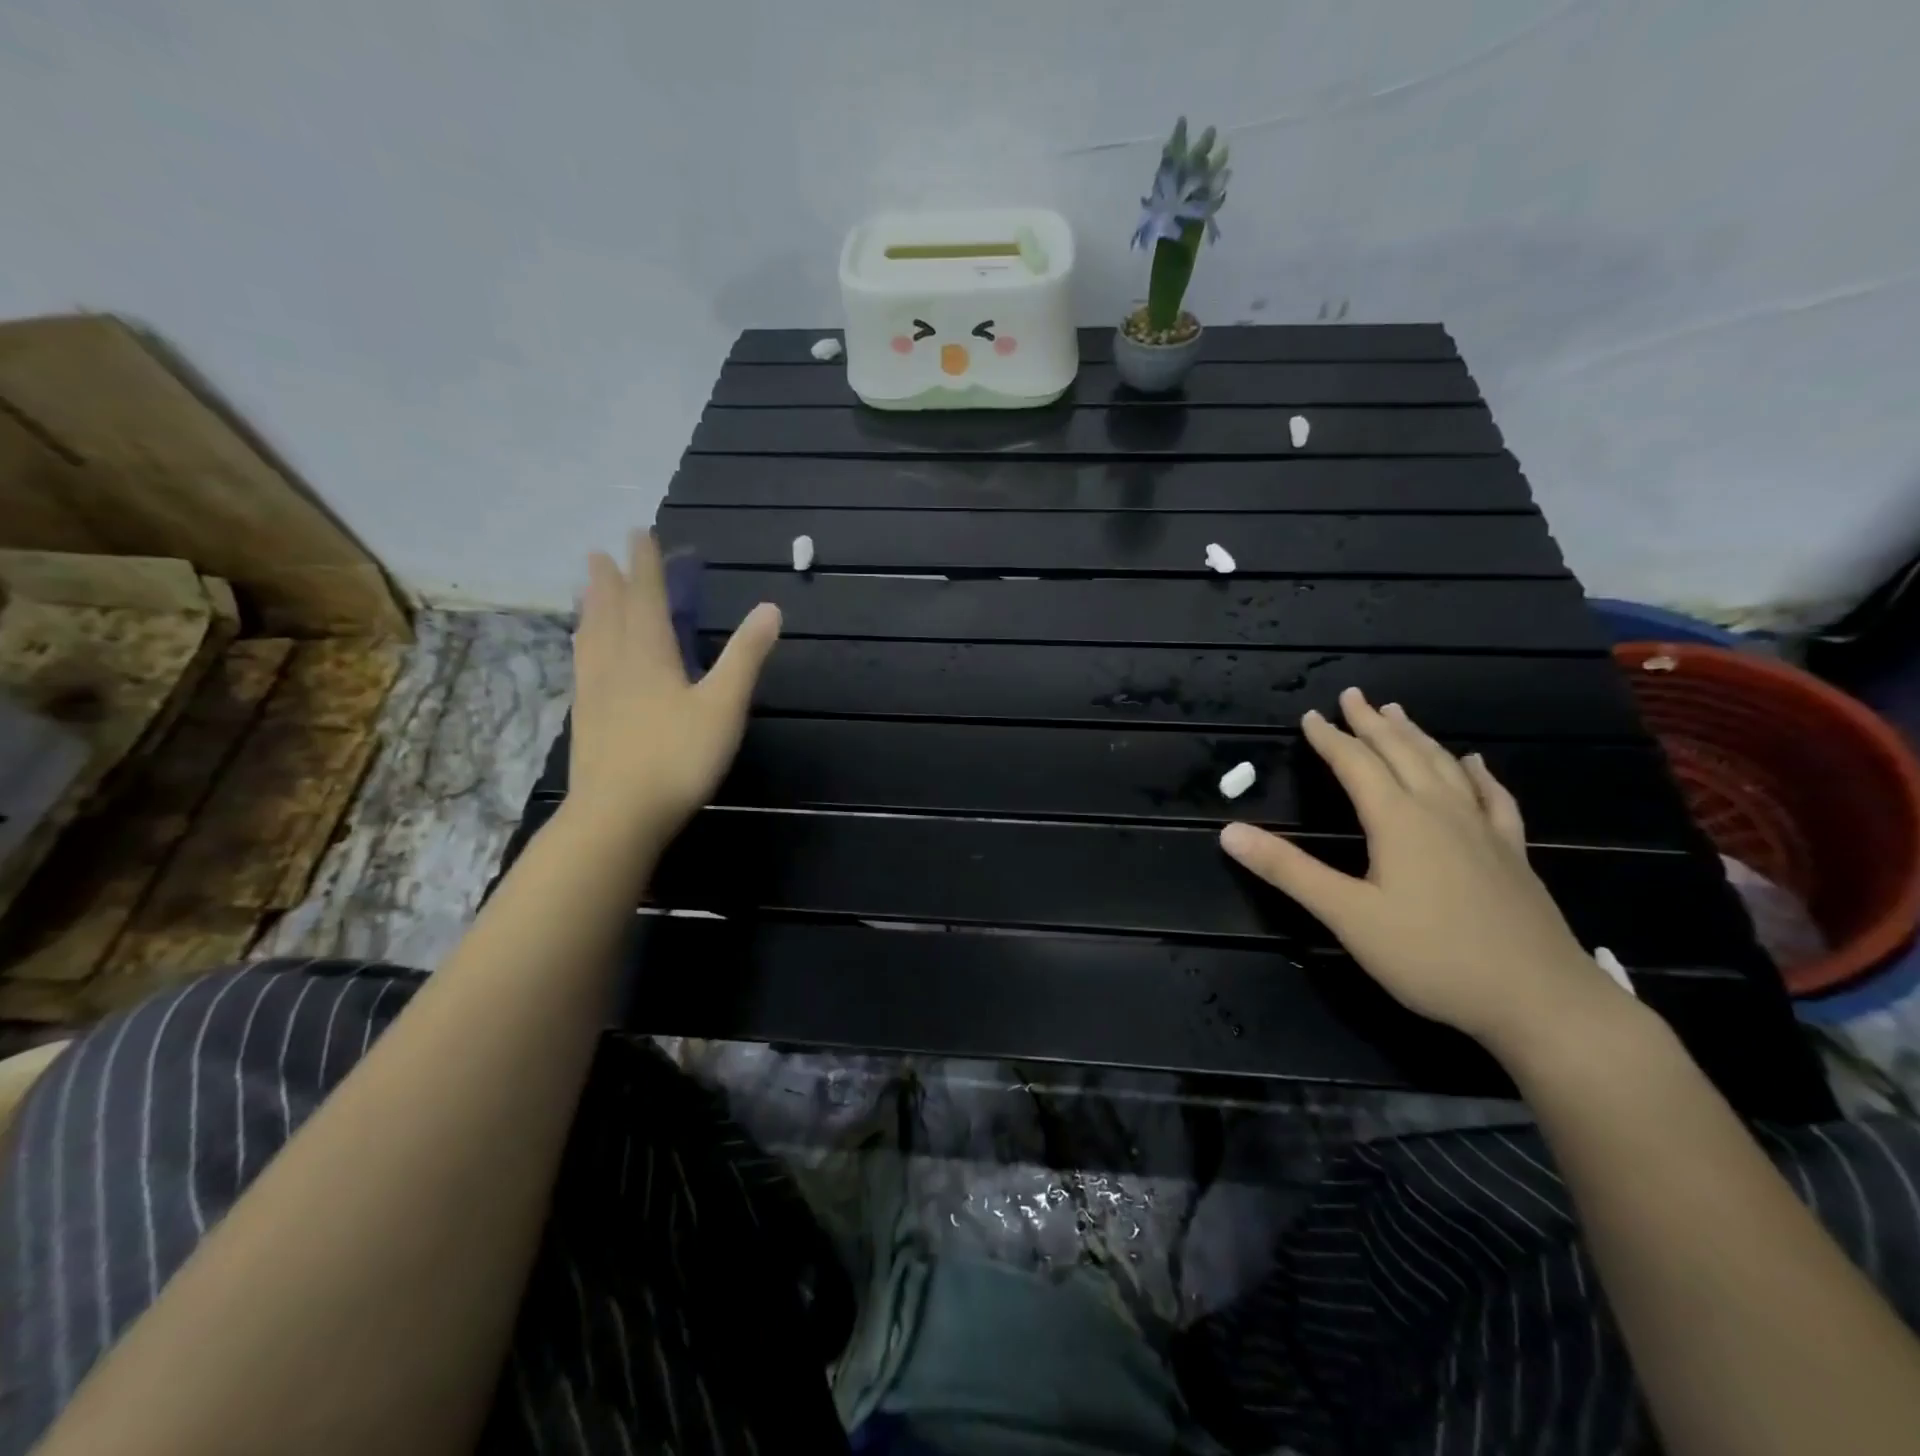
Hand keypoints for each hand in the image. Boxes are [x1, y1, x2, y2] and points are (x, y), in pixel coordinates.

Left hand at [567, 530, 779, 846]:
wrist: (617, 815)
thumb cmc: (678, 757)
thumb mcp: (723, 705)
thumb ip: (745, 656)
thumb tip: (770, 608)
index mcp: (649, 654)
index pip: (646, 597)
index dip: (645, 564)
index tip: (638, 533)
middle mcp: (615, 663)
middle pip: (609, 611)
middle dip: (609, 580)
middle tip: (600, 553)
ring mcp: (594, 692)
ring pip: (590, 637)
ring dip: (590, 607)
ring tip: (586, 591)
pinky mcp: (585, 718)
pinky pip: (582, 665)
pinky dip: (583, 644)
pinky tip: (584, 654)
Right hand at [1220, 687, 1628, 1054]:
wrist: (1541, 1000)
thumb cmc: (1432, 957)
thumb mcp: (1348, 916)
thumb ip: (1289, 871)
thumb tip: (1230, 832)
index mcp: (1398, 821)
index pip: (1356, 765)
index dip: (1330, 738)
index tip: (1310, 715)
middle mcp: (1440, 812)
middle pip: (1402, 753)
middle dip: (1372, 724)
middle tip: (1354, 695)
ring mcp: (1483, 830)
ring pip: (1445, 767)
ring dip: (1417, 737)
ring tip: (1399, 713)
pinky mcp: (1512, 853)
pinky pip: (1494, 798)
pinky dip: (1478, 774)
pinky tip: (1476, 764)